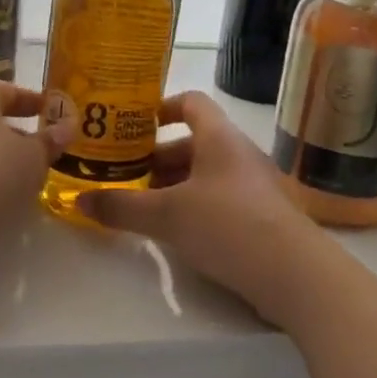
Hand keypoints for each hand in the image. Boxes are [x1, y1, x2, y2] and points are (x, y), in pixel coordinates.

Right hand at [77, 91, 330, 325]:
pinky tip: (178, 232)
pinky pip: (222, 199)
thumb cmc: (228, 226)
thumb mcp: (166, 216)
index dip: (162, 107)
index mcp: (219, 138)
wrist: (297, 276)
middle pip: (194, 142)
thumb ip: (121, 207)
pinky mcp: (264, 217)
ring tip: (145, 206)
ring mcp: (255, 186)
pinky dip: (196, 206)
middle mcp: (239, 154)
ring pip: (207, 173)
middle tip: (127, 176)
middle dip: (159, 157)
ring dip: (176, 185)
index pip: (191, 102)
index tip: (134, 124)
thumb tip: (80, 201)